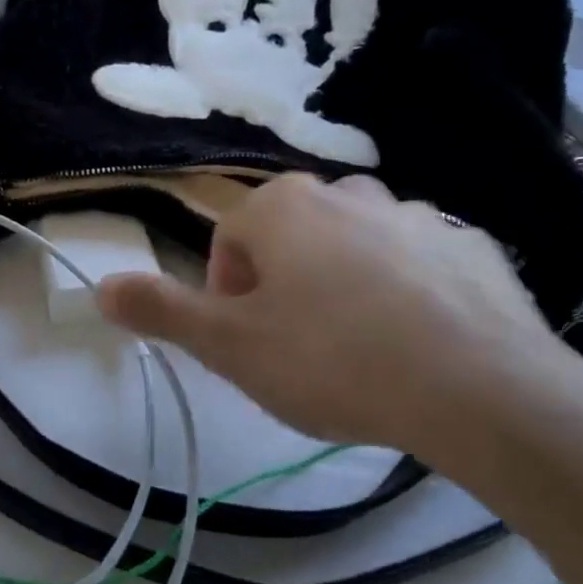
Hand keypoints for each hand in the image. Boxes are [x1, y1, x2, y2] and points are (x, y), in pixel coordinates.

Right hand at [96, 175, 582, 477]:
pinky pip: (417, 263)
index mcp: (282, 207)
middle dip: (283, 289)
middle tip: (298, 351)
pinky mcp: (471, 246)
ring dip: (343, 288)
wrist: (482, 390)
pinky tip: (418, 346)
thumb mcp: (229, 346)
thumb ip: (160, 310)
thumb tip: (100, 285)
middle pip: (292, 240)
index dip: (227, 296)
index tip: (248, 345)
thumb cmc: (333, 360)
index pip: (230, 241)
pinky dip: (405, 293)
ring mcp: (416, 214)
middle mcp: (346, 193)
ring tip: (360, 352)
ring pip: (354, 249)